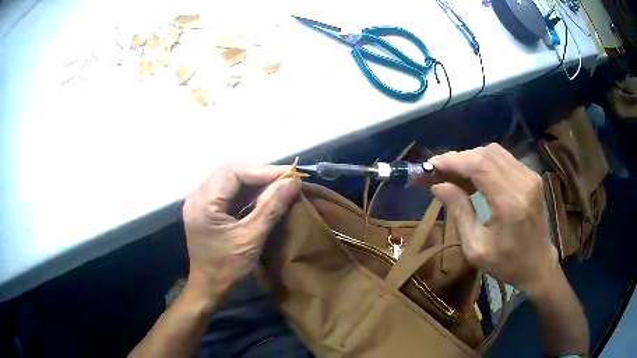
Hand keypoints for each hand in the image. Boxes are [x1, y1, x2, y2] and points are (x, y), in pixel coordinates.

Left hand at [182, 163, 299, 304]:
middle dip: (260, 173)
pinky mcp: (207, 208)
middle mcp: (198, 195)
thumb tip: (293, 182)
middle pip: (231, 172)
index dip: (263, 170)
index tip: (290, 174)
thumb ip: (271, 207)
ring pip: (231, 179)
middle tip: (286, 179)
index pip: (233, 173)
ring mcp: (201, 201)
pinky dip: (248, 191)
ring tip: (280, 184)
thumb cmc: (227, 267)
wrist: (209, 287)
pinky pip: (230, 191)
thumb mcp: (251, 238)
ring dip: (255, 181)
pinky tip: (265, 194)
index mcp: (203, 202)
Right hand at [429, 143, 558, 295]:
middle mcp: (523, 182)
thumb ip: (459, 213)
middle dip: (459, 158)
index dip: (453, 160)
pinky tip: (474, 177)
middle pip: (486, 154)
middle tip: (438, 171)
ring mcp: (530, 176)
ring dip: (470, 159)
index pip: (479, 165)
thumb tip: (438, 186)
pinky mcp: (531, 176)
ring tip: (454, 175)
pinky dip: (484, 163)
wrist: (538, 265)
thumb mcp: (476, 248)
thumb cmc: (506, 264)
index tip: (430, 165)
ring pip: (494, 152)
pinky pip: (503, 159)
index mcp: (511, 203)